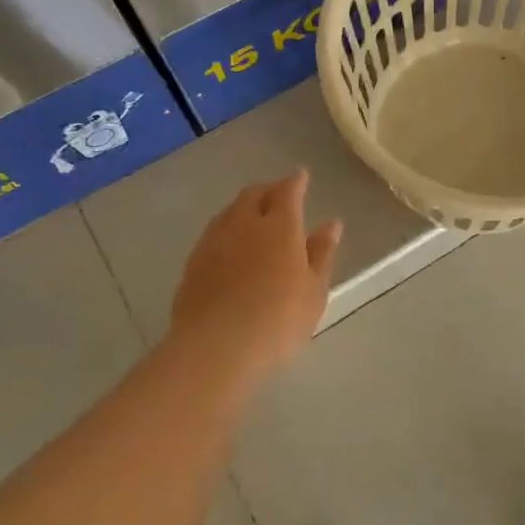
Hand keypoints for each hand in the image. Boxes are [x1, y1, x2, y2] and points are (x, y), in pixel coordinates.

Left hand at [165, 171, 343, 381]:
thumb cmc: (278, 319)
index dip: (295, 182)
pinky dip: (227, 229)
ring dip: (244, 207)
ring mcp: (214, 241)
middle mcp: (244, 224)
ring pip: (230, 211)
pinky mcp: (193, 263)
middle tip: (278, 194)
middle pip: (253, 194)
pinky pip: (214, 233)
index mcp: (279, 226)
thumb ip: (321, 253)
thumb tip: (332, 223)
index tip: (301, 176)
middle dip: (268, 189)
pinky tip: (231, 246)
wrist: (215, 347)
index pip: (287, 191)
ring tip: (254, 217)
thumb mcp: (314, 290)